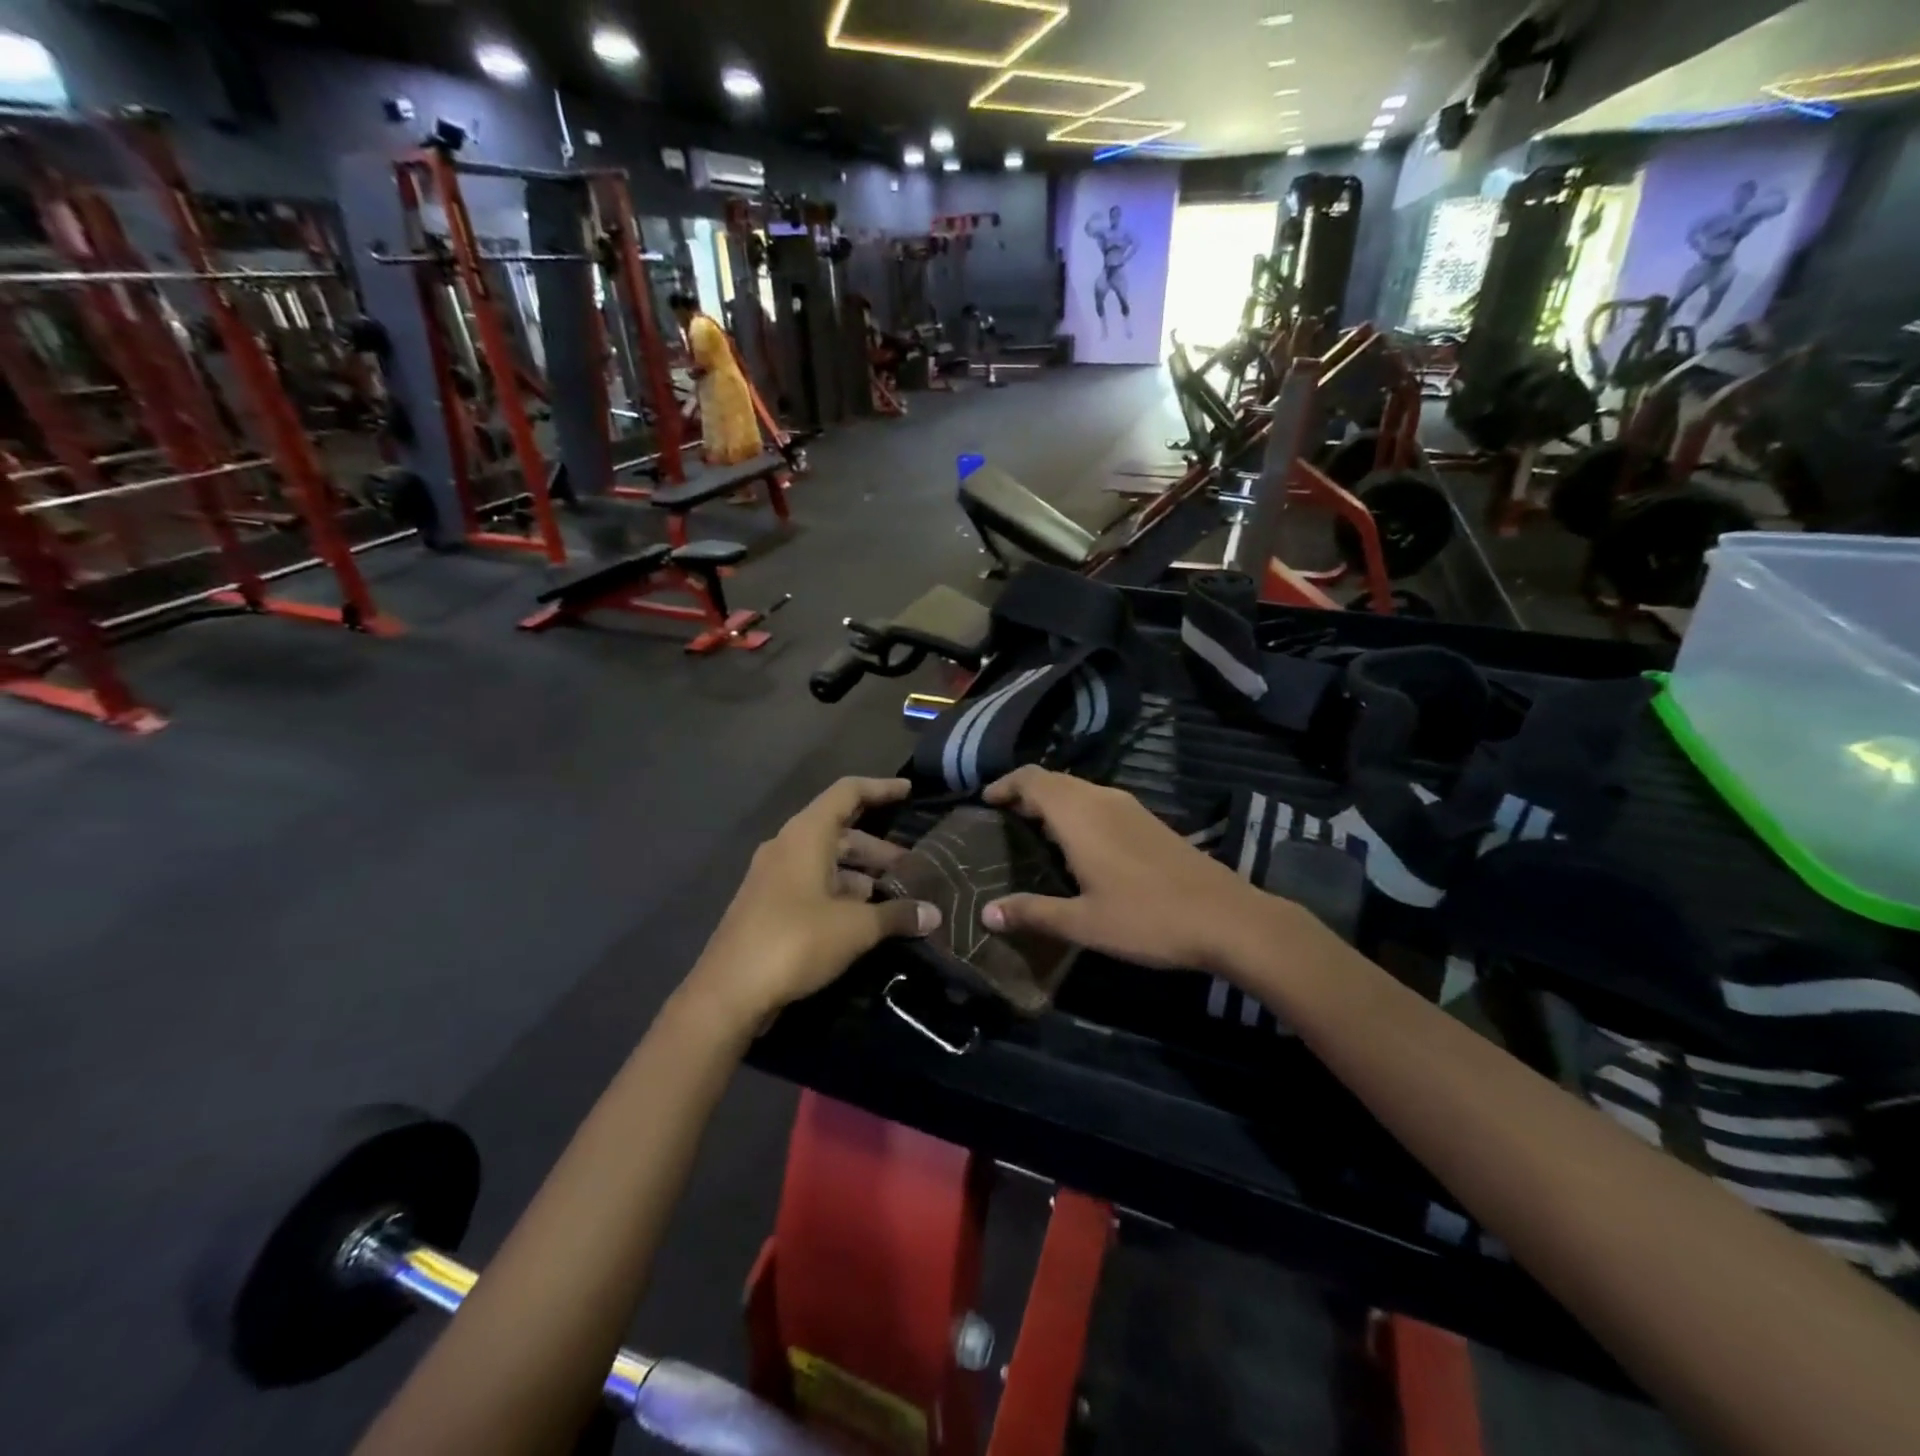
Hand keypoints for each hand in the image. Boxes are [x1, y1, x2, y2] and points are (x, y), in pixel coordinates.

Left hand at [685, 778, 939, 1027]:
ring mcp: (774, 876)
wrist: (729, 992)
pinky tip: (865, 919)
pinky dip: (842, 893)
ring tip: (896, 897)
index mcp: (806, 835)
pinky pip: (813, 884)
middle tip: (914, 869)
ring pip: (827, 862)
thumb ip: (897, 915)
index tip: (910, 791)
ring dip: (862, 875)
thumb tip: (934, 914)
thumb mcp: (855, 928)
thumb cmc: (795, 941)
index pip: (848, 793)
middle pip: (841, 832)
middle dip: (879, 849)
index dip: (881, 788)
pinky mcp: (769, 905)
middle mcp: (787, 846)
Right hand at [980, 767, 1299, 973]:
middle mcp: (1102, 800)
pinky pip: (1098, 801)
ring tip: (1032, 830)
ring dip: (1052, 800)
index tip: (985, 802)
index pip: (1032, 779)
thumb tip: (986, 913)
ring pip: (1078, 789)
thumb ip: (1032, 913)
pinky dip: (1075, 810)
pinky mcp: (1148, 820)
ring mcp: (1129, 807)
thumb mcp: (1083, 923)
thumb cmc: (1147, 918)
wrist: (1226, 918)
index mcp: (1079, 815)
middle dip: (1024, 792)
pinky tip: (1076, 844)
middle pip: (1053, 780)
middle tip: (1002, 819)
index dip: (1005, 784)